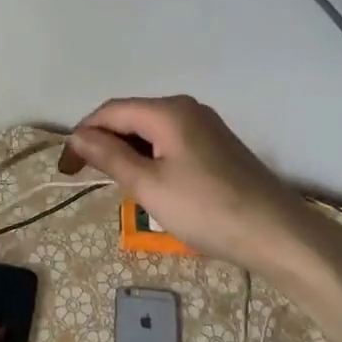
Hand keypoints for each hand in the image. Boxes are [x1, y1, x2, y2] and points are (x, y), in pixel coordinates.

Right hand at [60, 96, 316, 277]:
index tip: (64, 169)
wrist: (277, 234)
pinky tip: (149, 182)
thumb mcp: (149, 185)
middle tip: (84, 177)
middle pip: (131, 116)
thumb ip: (109, 156)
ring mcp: (205, 125)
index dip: (82, 135)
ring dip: (126, 151)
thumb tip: (78, 137)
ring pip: (151, 130)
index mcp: (167, 110)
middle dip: (103, 142)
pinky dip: (150, 156)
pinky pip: (170, 141)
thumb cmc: (206, 209)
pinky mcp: (217, 145)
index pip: (110, 111)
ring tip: (114, 183)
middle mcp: (186, 108)